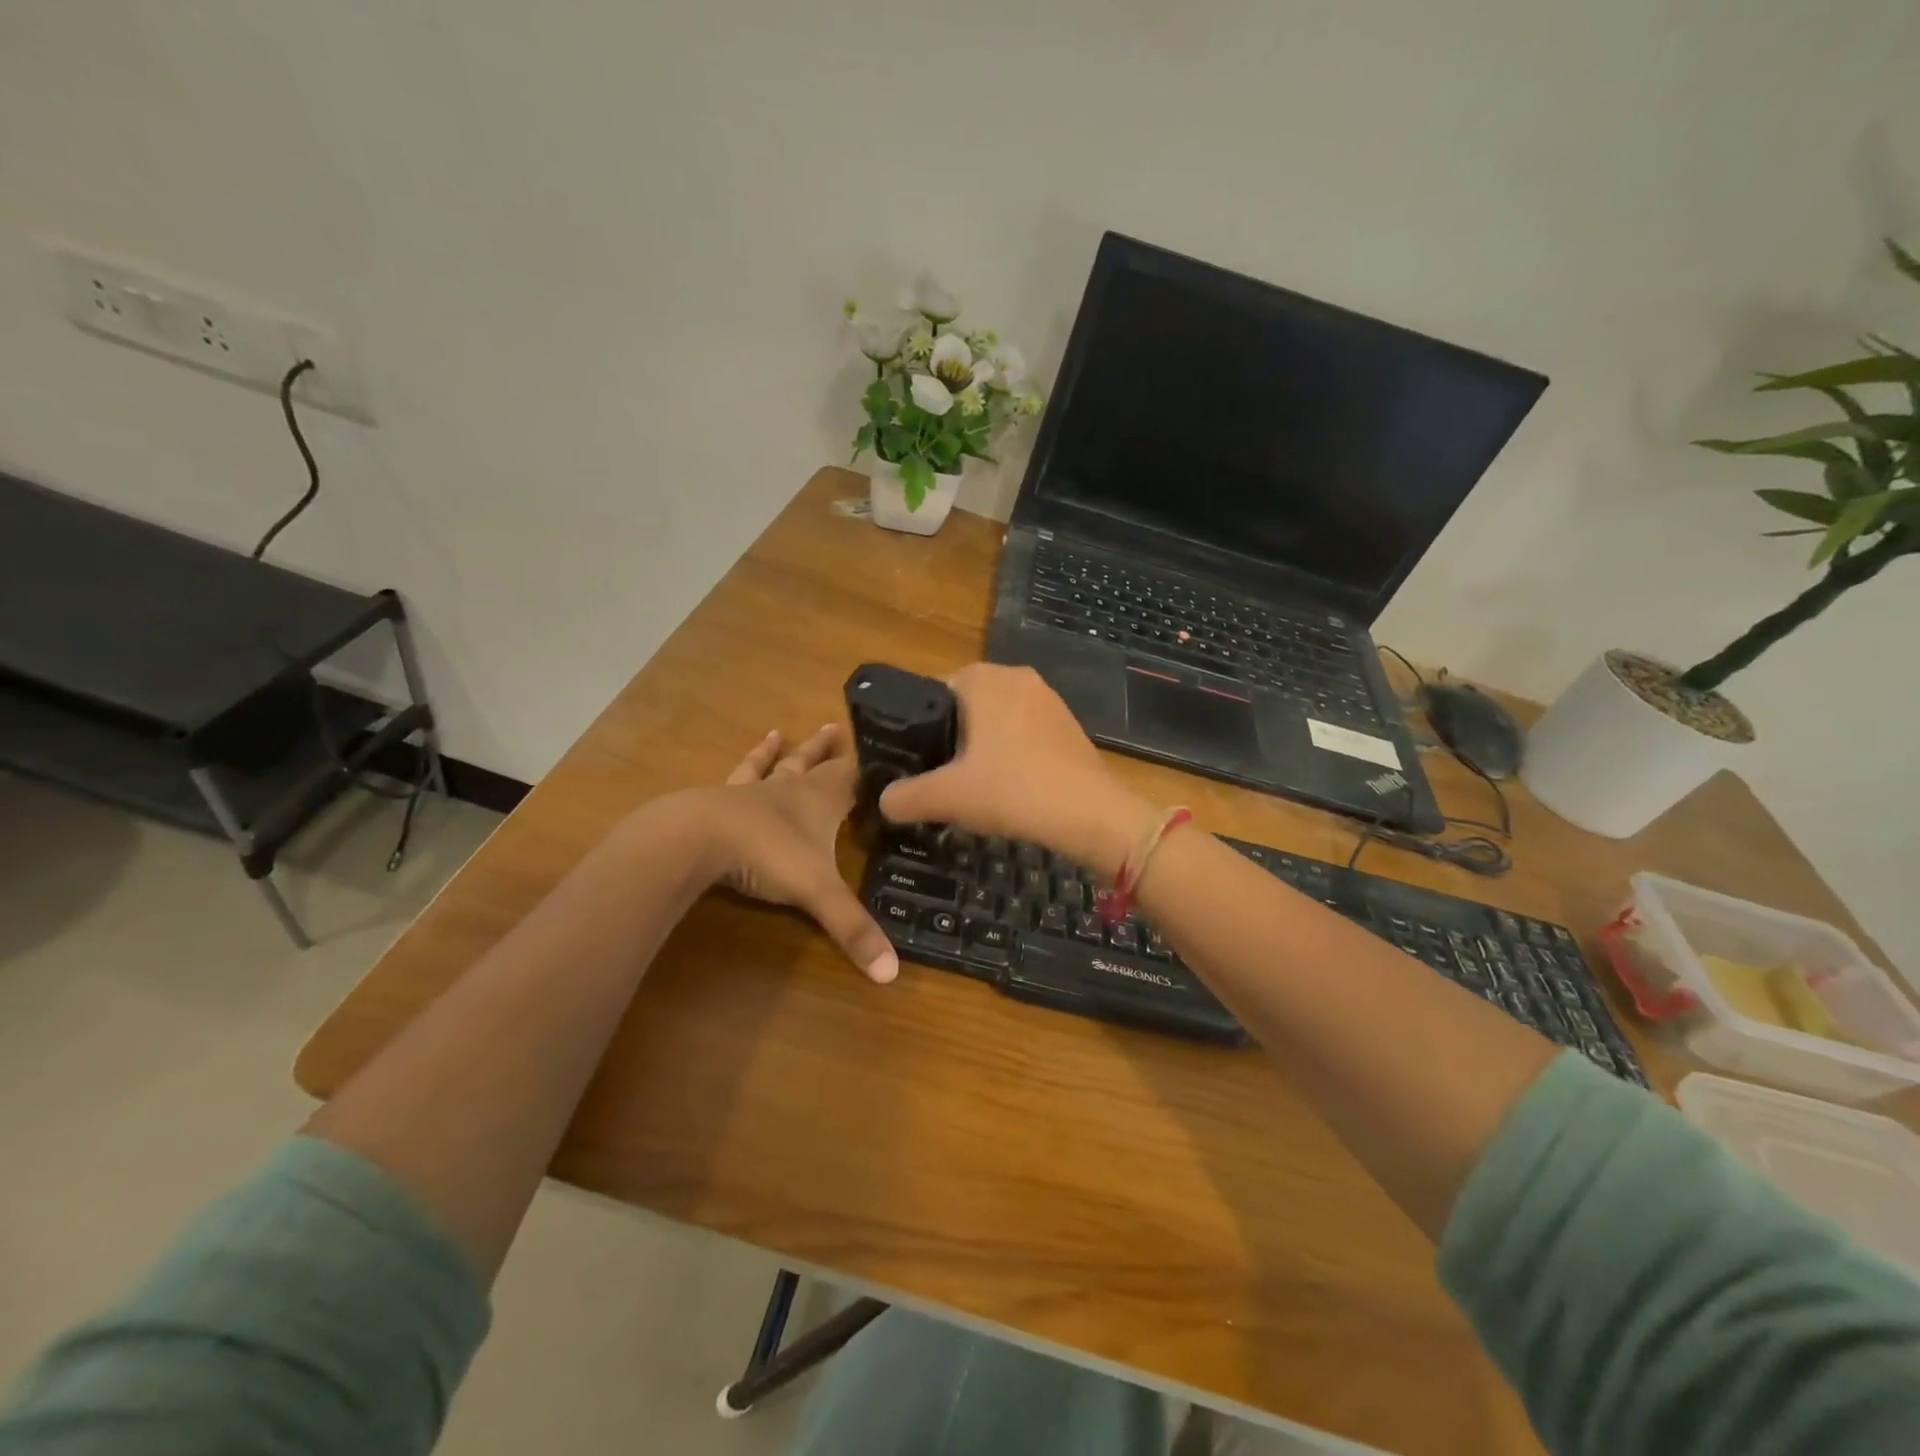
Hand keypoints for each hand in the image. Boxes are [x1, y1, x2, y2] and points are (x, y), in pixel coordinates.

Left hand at [708, 723, 897, 983]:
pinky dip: (745, 764)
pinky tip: (739, 760)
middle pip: (815, 764)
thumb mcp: (818, 892)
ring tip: (780, 733)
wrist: (698, 837)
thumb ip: (853, 929)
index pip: (854, 777)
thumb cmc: (767, 854)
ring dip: (782, 752)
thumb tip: (892, 973)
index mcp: (821, 801)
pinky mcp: (721, 801)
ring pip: (773, 766)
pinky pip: (737, 777)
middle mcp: (791, 789)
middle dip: (827, 751)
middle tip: (835, 729)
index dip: (870, 769)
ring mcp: (753, 792)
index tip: (887, 755)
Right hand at [878, 664, 1154, 875]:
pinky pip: (1024, 734)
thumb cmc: (1012, 790)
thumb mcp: (947, 796)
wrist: (1091, 814)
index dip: (916, 729)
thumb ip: (906, 797)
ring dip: (980, 750)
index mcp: (982, 678)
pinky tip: (1008, 789)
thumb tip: (884, 802)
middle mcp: (1016, 676)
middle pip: (963, 708)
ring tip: (971, 789)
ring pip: (995, 722)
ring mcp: (1048, 699)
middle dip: (949, 741)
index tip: (913, 763)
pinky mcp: (1068, 724)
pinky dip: (1010, 756)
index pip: (931, 692)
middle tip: (939, 780)